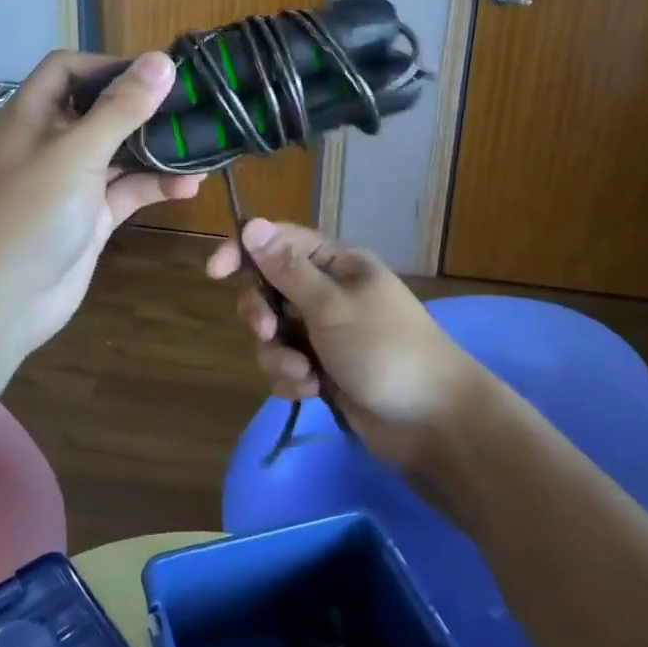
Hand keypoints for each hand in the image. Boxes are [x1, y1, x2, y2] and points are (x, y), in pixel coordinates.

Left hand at [0, 51, 202, 357]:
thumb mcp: (76, 154)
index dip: (108, 65)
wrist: (1, 302)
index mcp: (32, 115)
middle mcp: (51, 142)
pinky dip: (155, 185)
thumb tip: (161, 60)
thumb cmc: (29, 215)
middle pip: (100, 110)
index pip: (68, 69)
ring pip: (120, 152)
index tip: (156, 75)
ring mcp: (72, 182)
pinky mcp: (90, 216)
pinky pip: (127, 190)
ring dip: (156, 150)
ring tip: (202, 146)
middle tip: (193, 107)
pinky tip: (190, 186)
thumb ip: (120, 109)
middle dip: (144, 108)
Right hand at [205, 219, 490, 474]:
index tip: (215, 272)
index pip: (280, 242)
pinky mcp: (324, 370)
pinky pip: (287, 365)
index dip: (245, 252)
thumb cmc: (385, 349)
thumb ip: (287, 269)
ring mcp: (326, 333)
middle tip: (268, 332)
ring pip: (274, 334)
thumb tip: (251, 224)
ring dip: (279, 357)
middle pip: (270, 289)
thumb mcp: (331, 306)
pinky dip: (292, 380)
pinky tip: (311, 393)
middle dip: (262, 315)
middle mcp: (329, 292)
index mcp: (337, 264)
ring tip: (305, 376)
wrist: (432, 422)